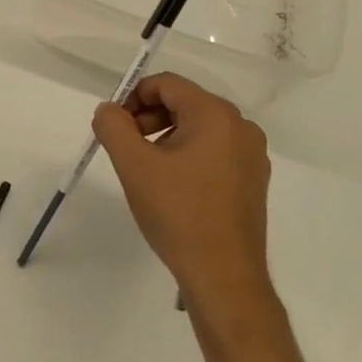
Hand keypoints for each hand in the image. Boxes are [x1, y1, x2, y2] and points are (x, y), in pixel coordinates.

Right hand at [91, 73, 276, 316]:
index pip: (166, 84)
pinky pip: (214, 151)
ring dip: (165, 137)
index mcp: (215, 115)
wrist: (224, 277)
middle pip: (183, 103)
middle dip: (148, 118)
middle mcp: (240, 127)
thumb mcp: (134, 165)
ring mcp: (251, 155)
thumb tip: (108, 110)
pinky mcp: (253, 180)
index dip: (133, 98)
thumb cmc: (178, 213)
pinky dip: (187, 156)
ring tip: (147, 171)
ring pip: (198, 128)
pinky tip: (172, 188)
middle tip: (126, 148)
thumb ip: (112, 126)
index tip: (114, 127)